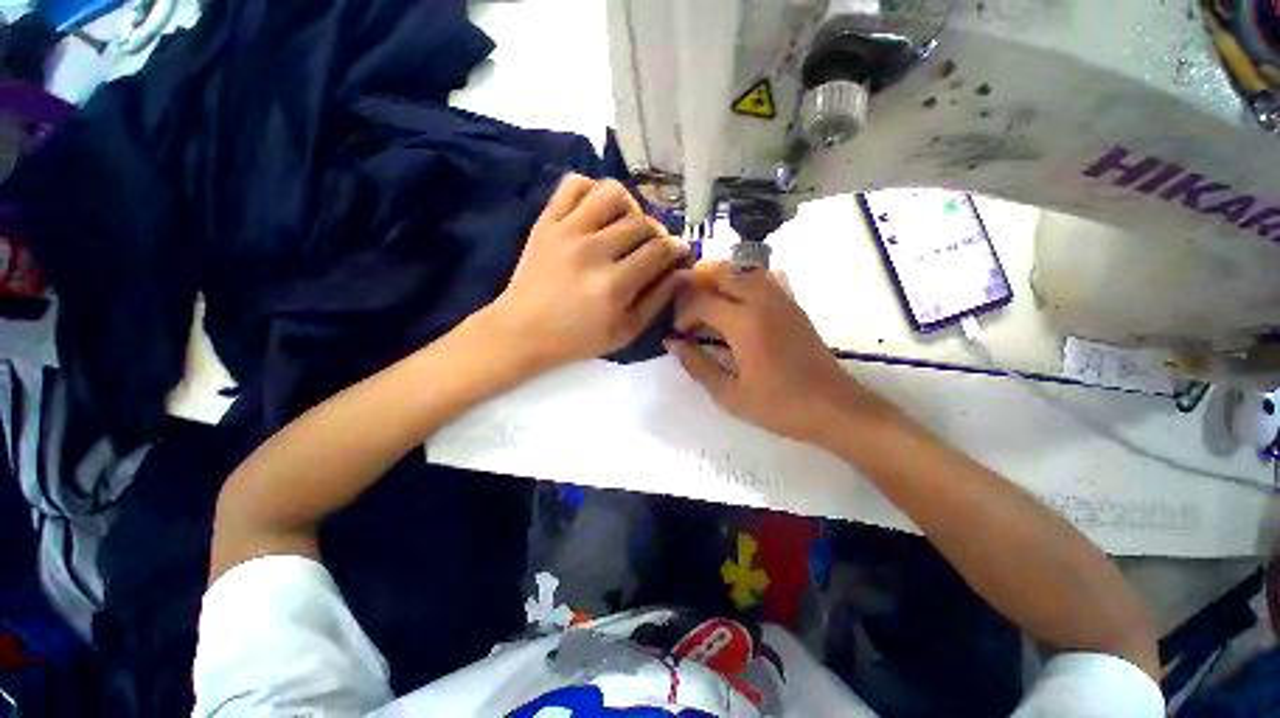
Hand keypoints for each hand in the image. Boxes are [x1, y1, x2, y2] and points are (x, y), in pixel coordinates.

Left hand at [482, 174, 688, 372]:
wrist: (522, 330)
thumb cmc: (578, 338)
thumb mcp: (625, 331)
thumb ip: (657, 300)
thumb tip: (683, 272)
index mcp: (613, 285)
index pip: (658, 250)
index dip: (676, 248)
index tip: (679, 251)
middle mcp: (592, 251)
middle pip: (640, 222)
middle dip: (657, 232)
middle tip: (653, 246)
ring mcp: (566, 231)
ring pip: (611, 192)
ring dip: (629, 205)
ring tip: (626, 224)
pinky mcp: (546, 221)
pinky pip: (574, 184)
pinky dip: (593, 189)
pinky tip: (598, 211)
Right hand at [666, 261, 883, 443]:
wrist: (834, 408)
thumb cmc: (778, 406)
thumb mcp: (728, 394)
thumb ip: (696, 365)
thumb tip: (672, 343)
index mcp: (743, 323)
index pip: (700, 300)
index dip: (682, 314)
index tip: (678, 333)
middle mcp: (762, 300)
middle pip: (721, 272)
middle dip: (697, 285)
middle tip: (688, 311)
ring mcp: (782, 299)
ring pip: (744, 270)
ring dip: (720, 280)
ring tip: (709, 304)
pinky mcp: (794, 304)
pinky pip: (765, 278)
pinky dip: (745, 282)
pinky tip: (740, 304)